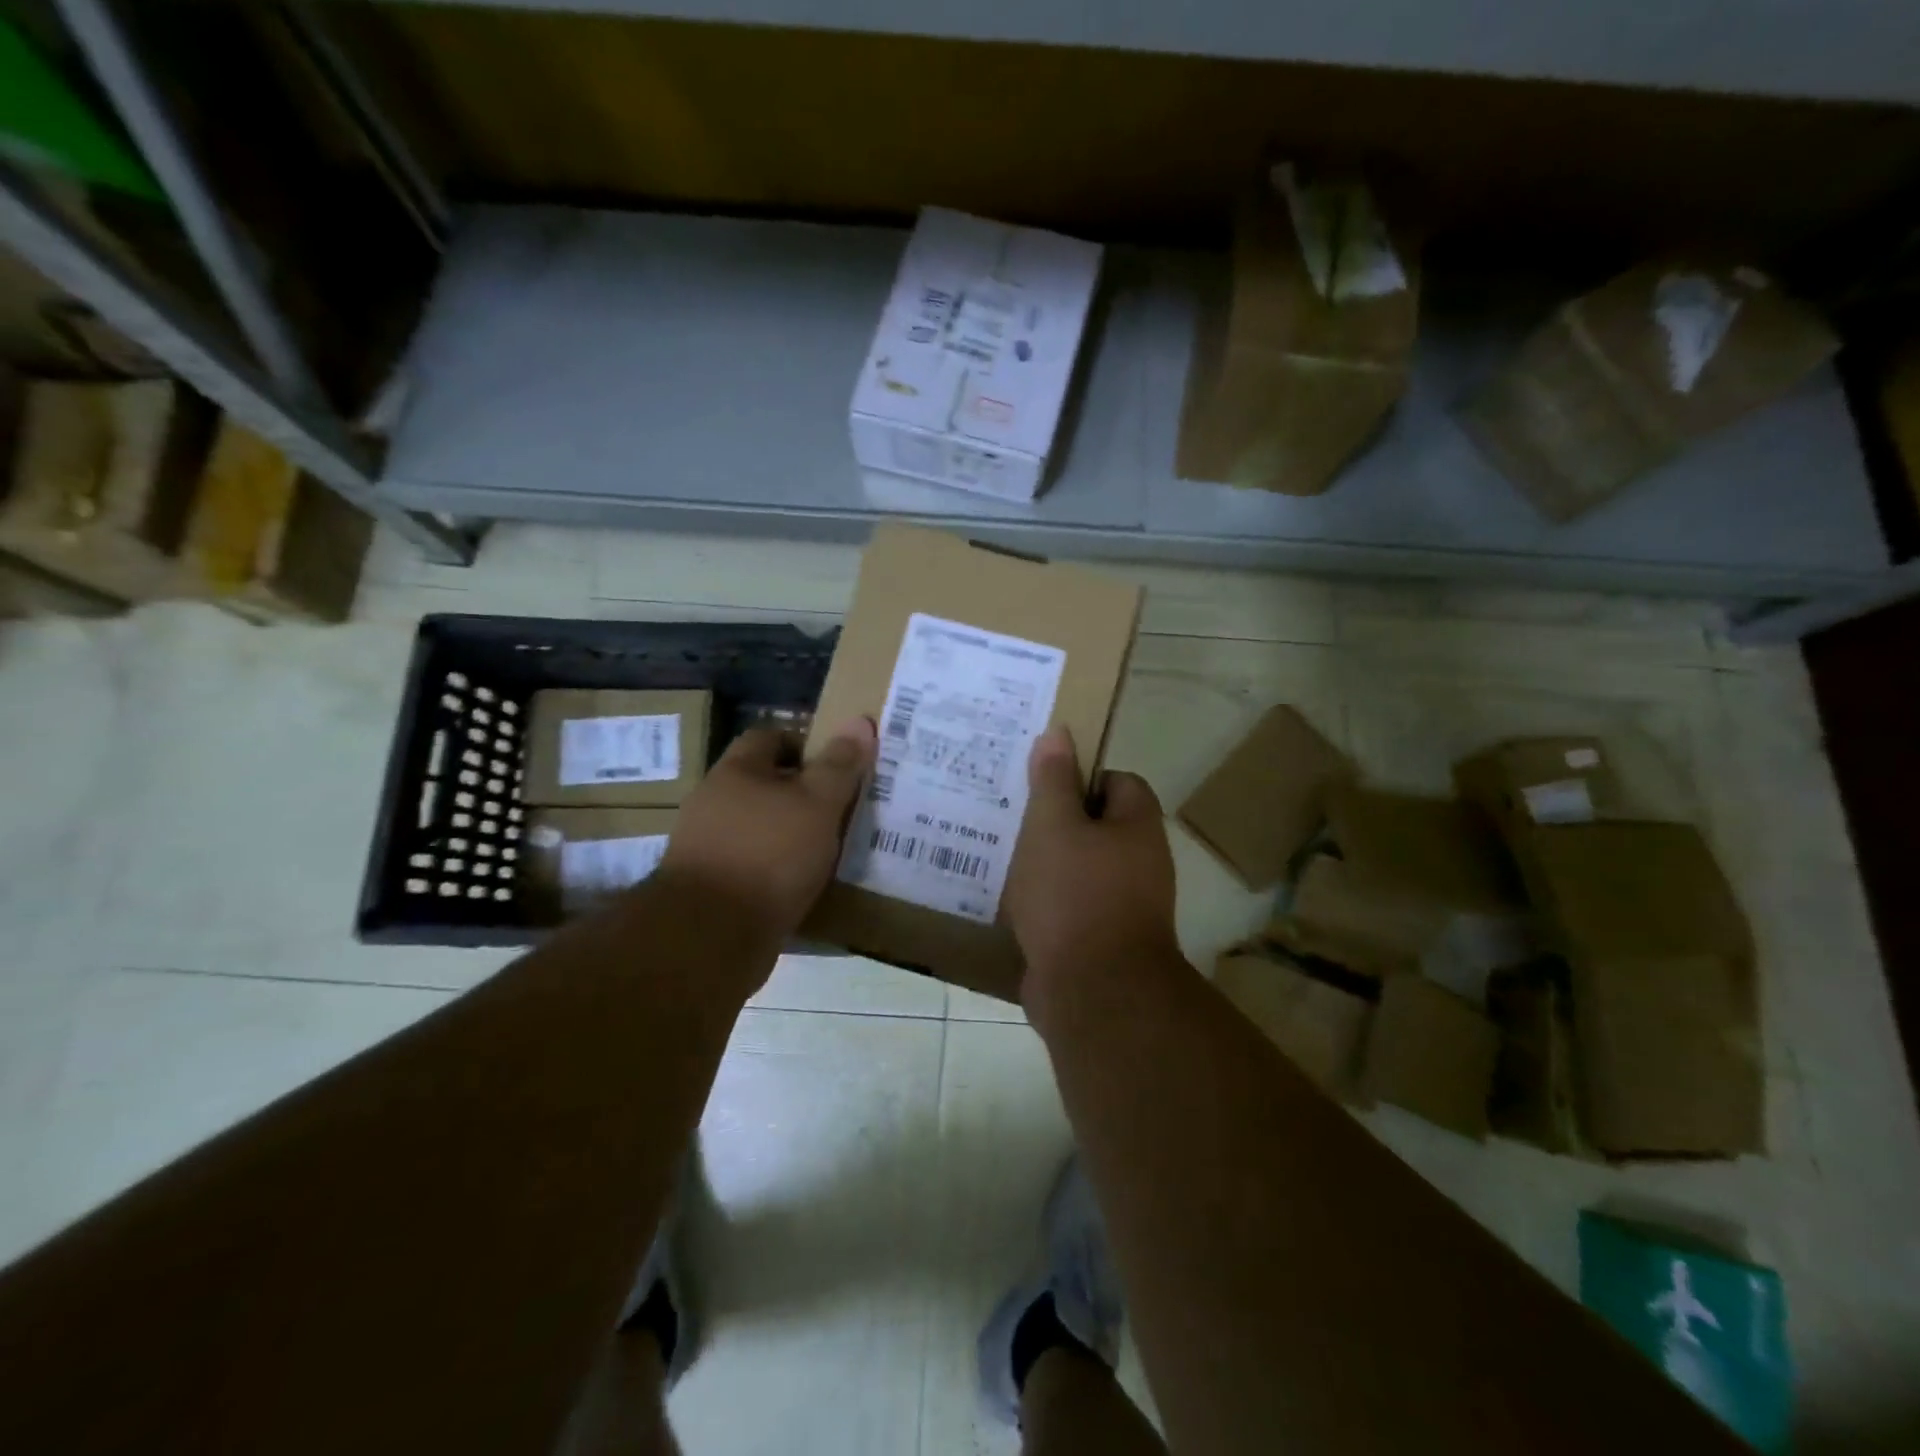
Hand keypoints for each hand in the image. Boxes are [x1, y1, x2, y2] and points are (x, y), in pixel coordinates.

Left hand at [654, 717, 875, 941]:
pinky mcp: (711, 888)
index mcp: (735, 772)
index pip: (769, 737)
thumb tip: (859, 721)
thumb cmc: (769, 854)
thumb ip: (839, 765)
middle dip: (802, 792)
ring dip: (791, 834)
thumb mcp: (818, 803)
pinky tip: (805, 884)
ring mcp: (707, 847)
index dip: (805, 743)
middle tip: (843, 806)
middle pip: (764, 784)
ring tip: (830, 848)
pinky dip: (778, 870)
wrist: (711, 936)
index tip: (838, 764)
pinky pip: (753, 866)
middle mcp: (714, 802)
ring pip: (760, 827)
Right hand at [1006, 726, 1178, 1012]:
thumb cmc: (1074, 894)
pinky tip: (1009, 899)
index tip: (1040, 783)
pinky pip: (1068, 906)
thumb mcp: (1054, 825)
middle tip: (1012, 814)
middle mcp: (1139, 863)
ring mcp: (1122, 905)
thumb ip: (1053, 779)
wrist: (1093, 993)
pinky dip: (1044, 901)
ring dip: (1045, 862)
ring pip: (1078, 867)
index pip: (1116, 781)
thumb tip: (1058, 732)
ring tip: (1002, 853)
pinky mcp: (1098, 940)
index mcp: (1136, 827)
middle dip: (1055, 820)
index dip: (1080, 776)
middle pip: (1095, 826)